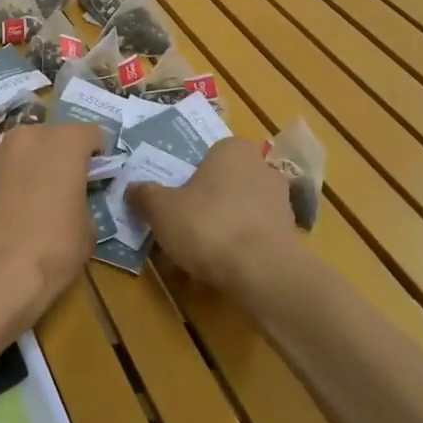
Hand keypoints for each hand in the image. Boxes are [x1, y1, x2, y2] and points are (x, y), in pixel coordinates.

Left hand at [0, 122, 104, 332]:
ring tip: (36, 199)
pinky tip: (12, 210)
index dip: (99, 154)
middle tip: (67, 187)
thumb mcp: (87, 230)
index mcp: (63, 143)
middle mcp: (27, 137)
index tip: (98, 175)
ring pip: (24, 151)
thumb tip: (72, 201)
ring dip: (33, 166)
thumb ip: (83, 201)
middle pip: (53, 137)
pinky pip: (3, 169)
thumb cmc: (51, 249)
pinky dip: (11, 181)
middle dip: (62, 156)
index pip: (90, 133)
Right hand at [127, 138, 297, 291]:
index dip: (188, 176)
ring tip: (195, 257)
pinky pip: (253, 237)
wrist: (262, 271)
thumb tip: (133, 188)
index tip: (173, 198)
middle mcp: (262, 168)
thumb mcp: (161, 208)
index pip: (207, 154)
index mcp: (233, 150)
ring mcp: (281, 202)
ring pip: (238, 212)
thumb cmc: (208, 225)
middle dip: (204, 204)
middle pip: (223, 184)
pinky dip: (237, 250)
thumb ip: (145, 194)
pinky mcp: (289, 235)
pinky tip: (218, 271)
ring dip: (220, 229)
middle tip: (180, 227)